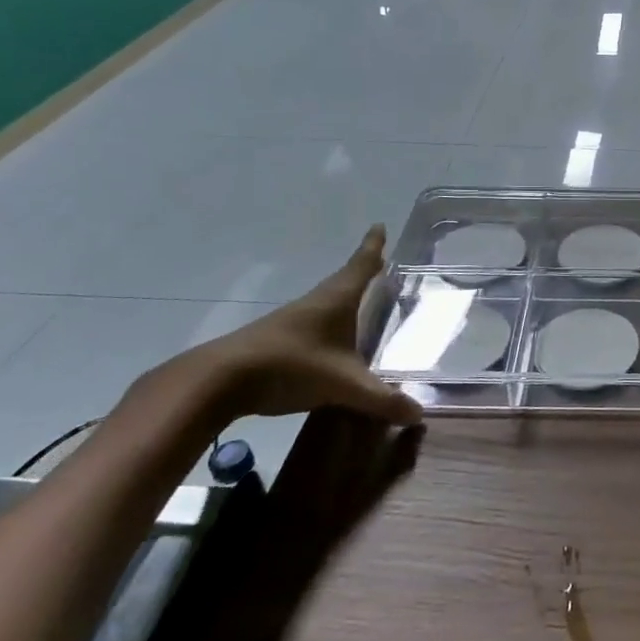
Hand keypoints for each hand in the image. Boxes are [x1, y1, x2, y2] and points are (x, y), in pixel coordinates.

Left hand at [140, 225, 420, 426]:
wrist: (220, 381)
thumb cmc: (291, 366)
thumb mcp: (344, 385)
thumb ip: (382, 399)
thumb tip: (419, 414)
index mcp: (337, 299)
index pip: (361, 265)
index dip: (373, 246)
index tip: (379, 226)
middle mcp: (316, 302)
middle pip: (345, 281)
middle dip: (364, 272)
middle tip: (381, 264)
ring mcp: (293, 321)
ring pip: (327, 303)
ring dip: (345, 300)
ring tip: (362, 305)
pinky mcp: (277, 341)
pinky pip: (314, 326)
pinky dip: (329, 326)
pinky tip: (333, 344)